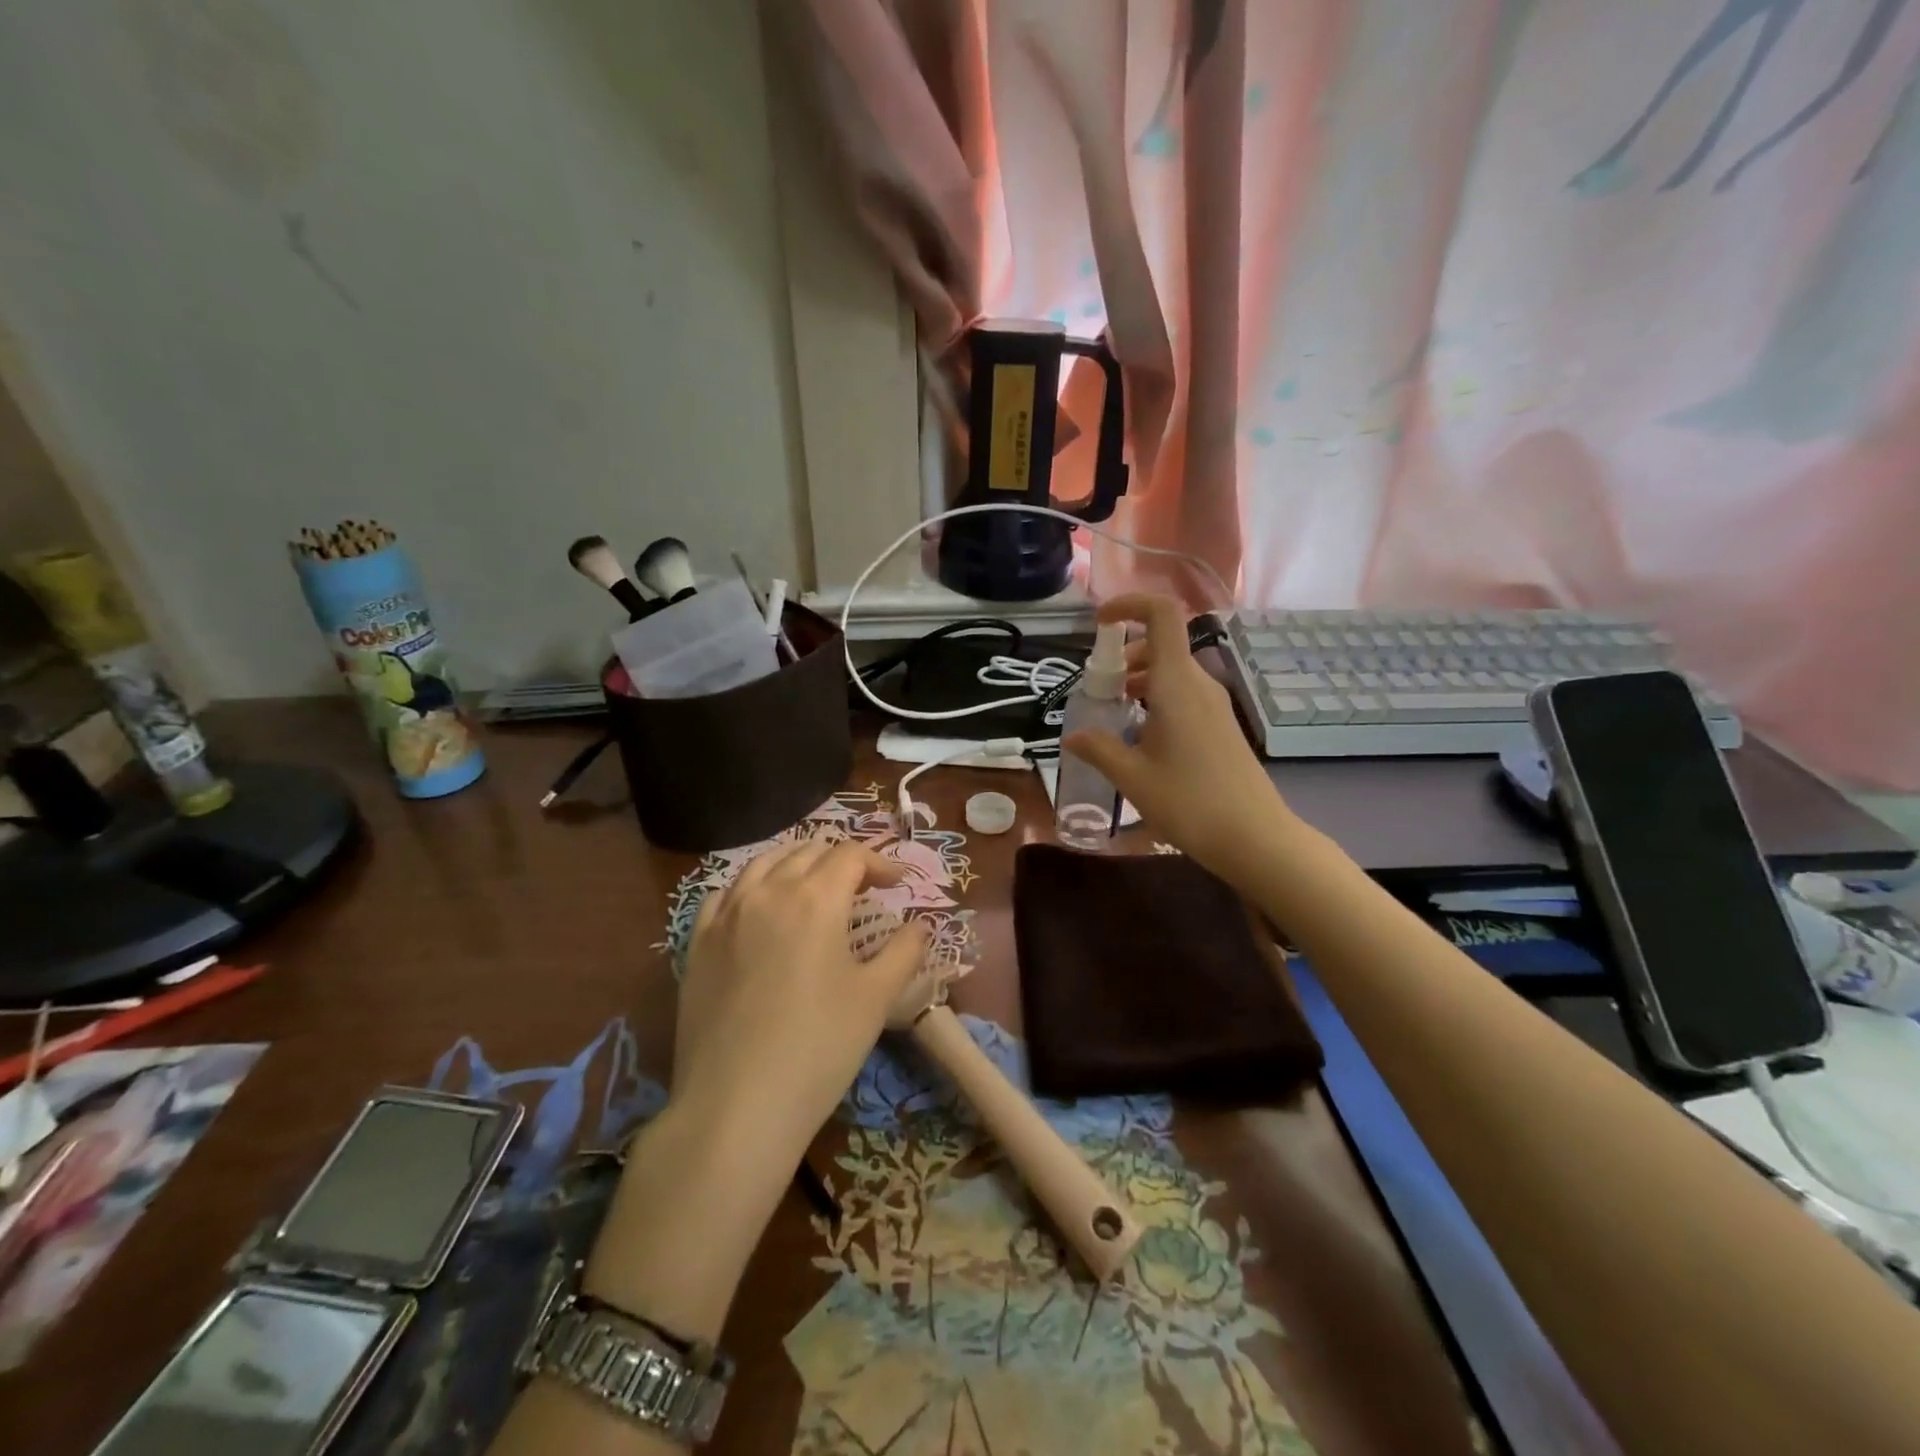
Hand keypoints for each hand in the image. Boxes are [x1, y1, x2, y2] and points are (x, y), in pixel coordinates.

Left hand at [673, 838, 930, 1160]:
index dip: (879, 861)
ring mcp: (725, 915)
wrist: (736, 1105)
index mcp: (815, 899)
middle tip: (861, 884)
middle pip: (807, 852)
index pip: (850, 855)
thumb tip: (920, 925)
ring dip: (795, 863)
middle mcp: (767, 892)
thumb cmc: (819, 1047)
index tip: (897, 882)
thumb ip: (904, 951)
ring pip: (763, 863)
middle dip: (840, 859)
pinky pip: (724, 894)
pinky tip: (758, 907)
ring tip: (812, 884)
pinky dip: (751, 887)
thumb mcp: (876, 998)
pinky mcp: (697, 943)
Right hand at [1062, 593, 1296, 883]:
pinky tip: (1140, 737)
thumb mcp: (1132, 777)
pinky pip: (1182, 693)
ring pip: (1170, 671)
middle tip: (1097, 691)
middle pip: (1160, 644)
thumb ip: (1099, 749)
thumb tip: (1073, 737)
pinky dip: (1155, 699)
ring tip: (1113, 715)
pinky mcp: (1220, 724)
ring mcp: (1214, 704)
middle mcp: (1199, 684)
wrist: (1254, 837)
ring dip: (1137, 680)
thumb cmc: (1189, 803)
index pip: (1162, 614)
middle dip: (1123, 657)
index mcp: (1177, 683)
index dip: (1130, 605)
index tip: (1100, 624)